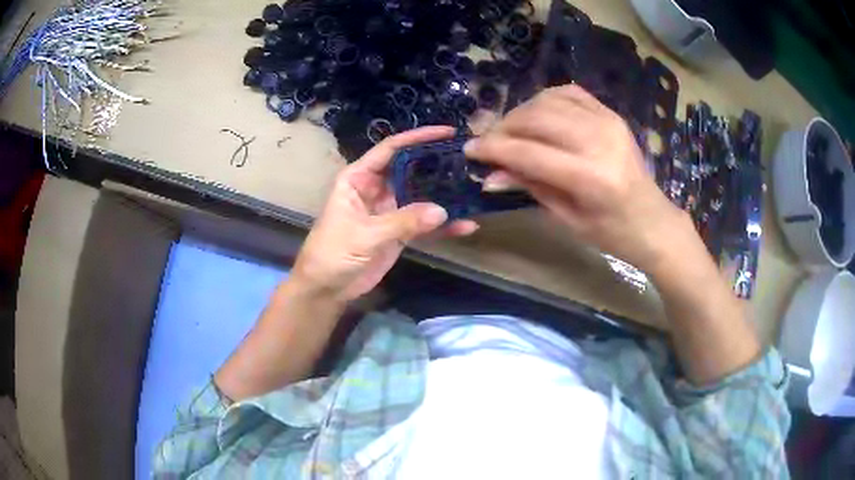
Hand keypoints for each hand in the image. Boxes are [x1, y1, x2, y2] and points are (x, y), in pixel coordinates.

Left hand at [291, 126, 478, 302]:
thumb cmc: (333, 254)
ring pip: (421, 196)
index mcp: (359, 178)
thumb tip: (442, 210)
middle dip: (437, 163)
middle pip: (410, 169)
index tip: (447, 132)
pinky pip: (424, 224)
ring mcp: (389, 211)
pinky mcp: (399, 233)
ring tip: (473, 188)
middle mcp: (376, 189)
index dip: (417, 137)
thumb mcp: (365, 235)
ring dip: (444, 194)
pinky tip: (466, 225)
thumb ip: (403, 222)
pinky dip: (443, 226)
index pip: (390, 149)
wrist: (327, 289)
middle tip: (469, 159)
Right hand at [464, 85, 692, 274]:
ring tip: (511, 131)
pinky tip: (538, 115)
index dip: (493, 149)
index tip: (469, 149)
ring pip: (548, 100)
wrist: (654, 221)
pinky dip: (546, 100)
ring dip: (521, 112)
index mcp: (591, 178)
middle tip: (487, 141)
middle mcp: (600, 141)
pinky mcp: (611, 114)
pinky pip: (569, 93)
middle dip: (503, 127)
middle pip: (536, 119)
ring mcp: (608, 121)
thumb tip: (491, 173)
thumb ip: (531, 187)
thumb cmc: (613, 233)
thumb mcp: (568, 219)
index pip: (529, 153)